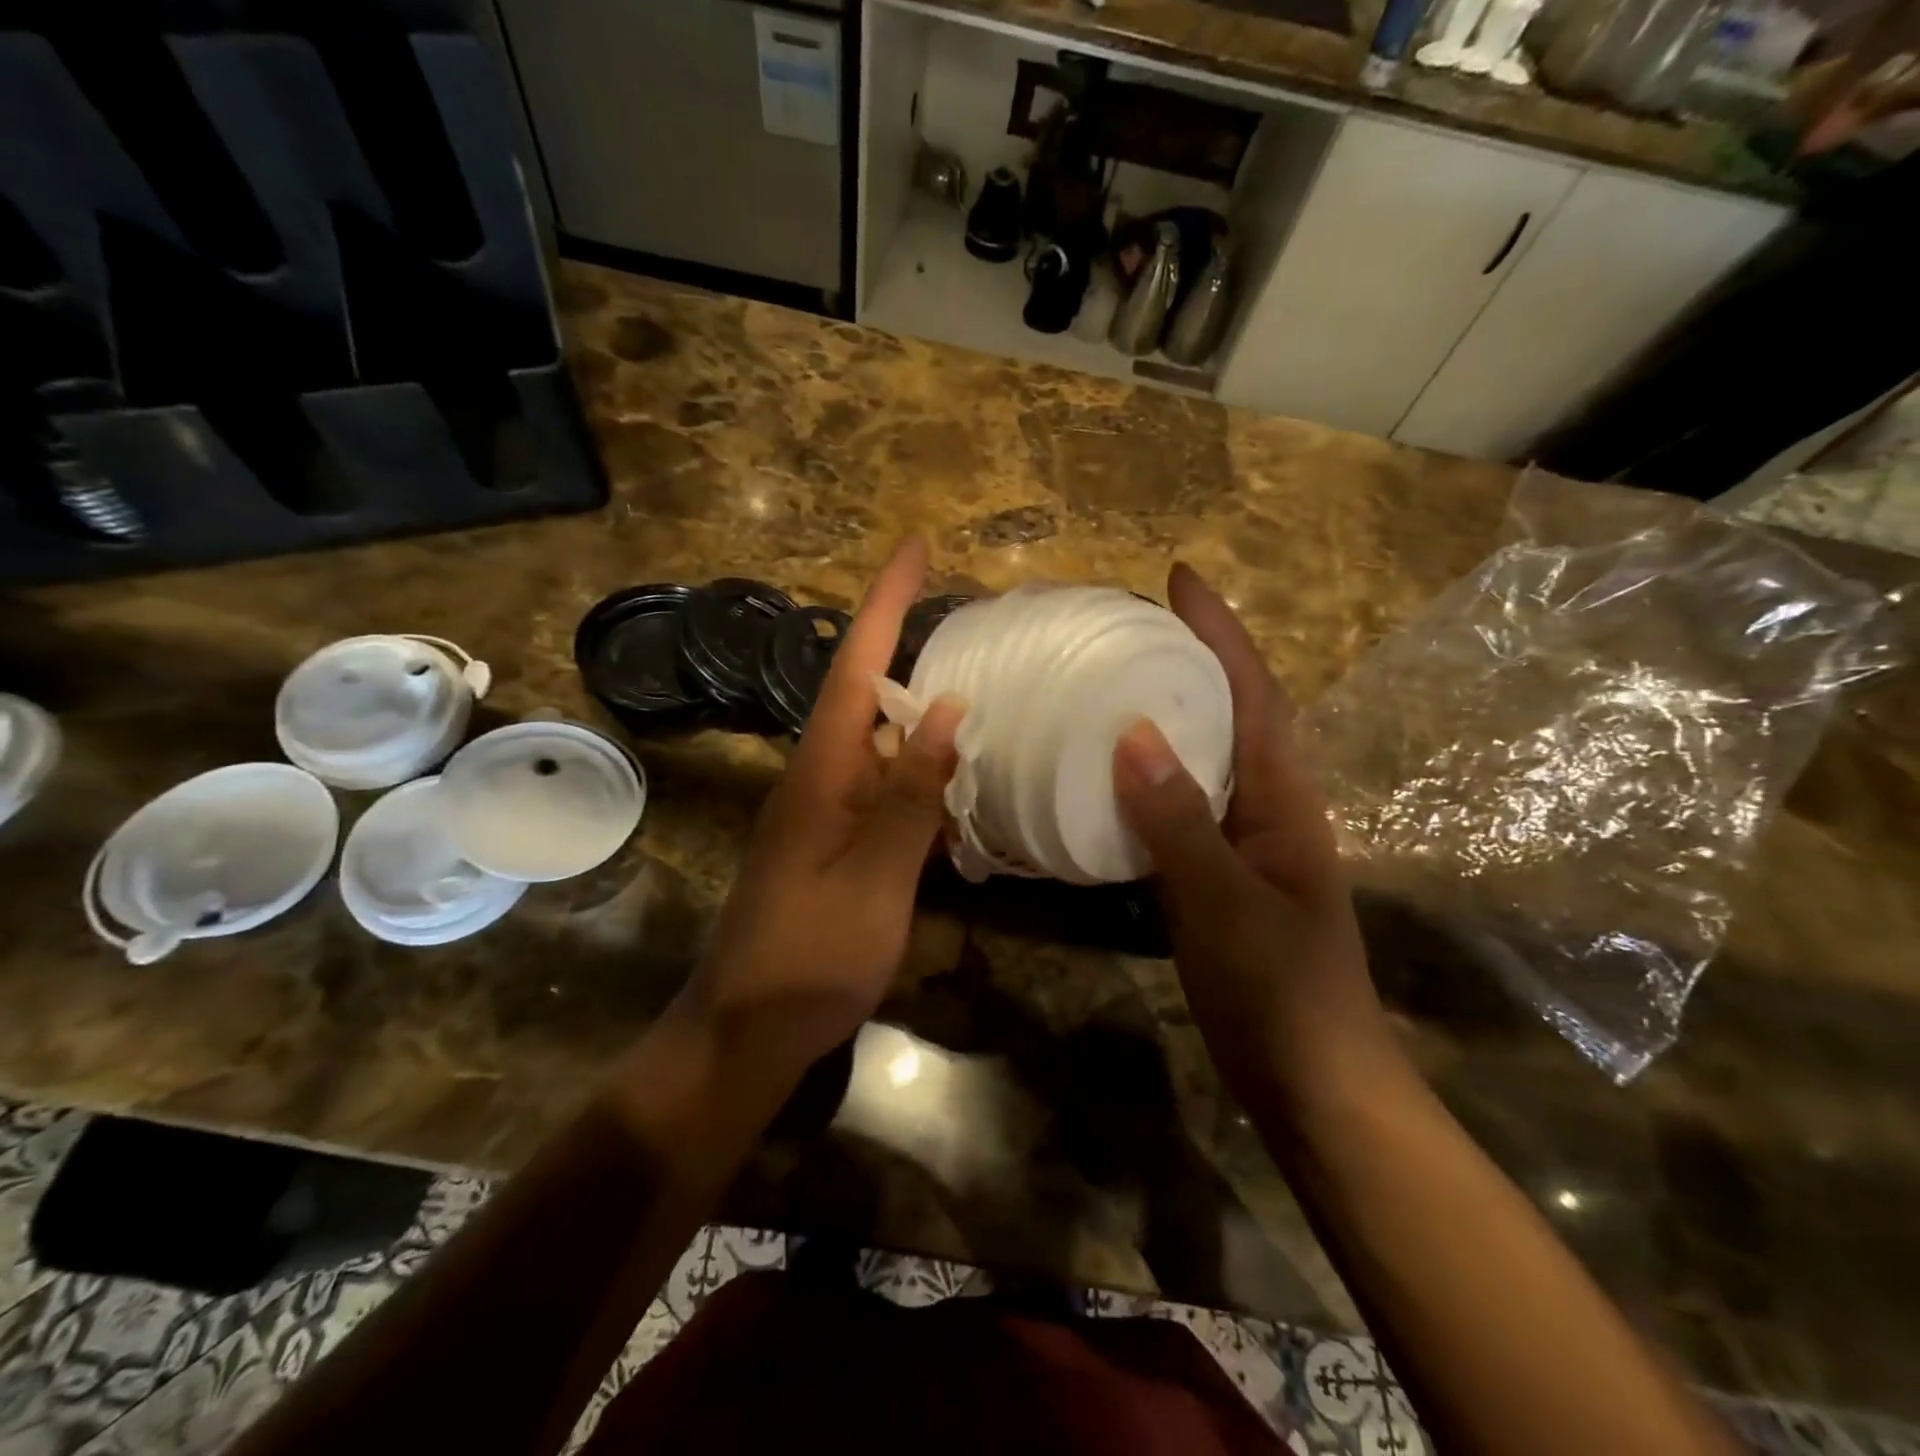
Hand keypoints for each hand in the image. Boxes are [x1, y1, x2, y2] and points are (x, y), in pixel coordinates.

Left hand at [679, 540, 966, 1076]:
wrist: (748, 1030)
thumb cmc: (810, 956)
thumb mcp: (875, 878)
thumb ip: (911, 794)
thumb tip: (950, 708)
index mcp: (822, 771)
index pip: (855, 667)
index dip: (885, 603)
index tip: (914, 547)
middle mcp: (820, 776)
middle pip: (866, 692)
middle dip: (908, 640)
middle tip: (968, 613)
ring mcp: (827, 810)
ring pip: (880, 741)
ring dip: (921, 708)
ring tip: (981, 682)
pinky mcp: (837, 841)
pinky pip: (885, 787)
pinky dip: (921, 771)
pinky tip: (959, 780)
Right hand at [1112, 564, 1396, 1109]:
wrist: (1314, 1082)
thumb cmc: (1279, 991)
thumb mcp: (1223, 903)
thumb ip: (1178, 820)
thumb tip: (1131, 731)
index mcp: (1282, 799)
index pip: (1252, 693)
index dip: (1218, 632)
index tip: (1177, 579)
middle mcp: (1267, 806)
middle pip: (1232, 712)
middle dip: (1193, 657)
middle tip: (1131, 625)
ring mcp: (1244, 841)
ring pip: (1206, 757)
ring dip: (1171, 711)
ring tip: (1114, 681)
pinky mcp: (1220, 873)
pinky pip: (1181, 803)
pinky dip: (1149, 774)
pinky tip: (1109, 775)